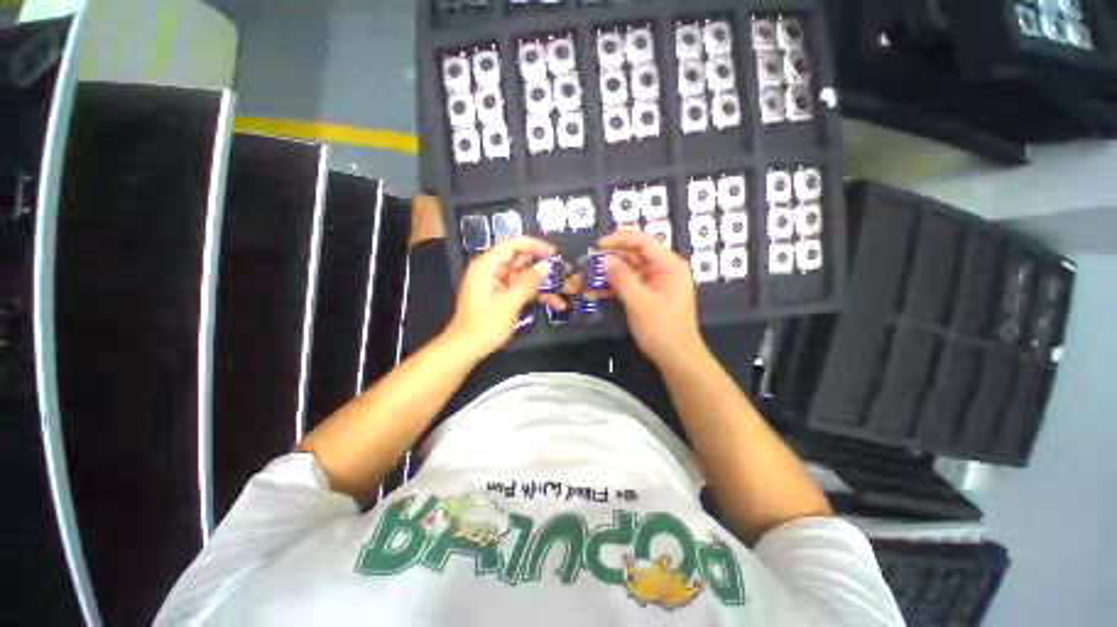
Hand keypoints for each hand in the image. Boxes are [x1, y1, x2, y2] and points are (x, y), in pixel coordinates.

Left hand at [445, 236, 558, 358]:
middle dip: (543, 265)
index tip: (555, 253)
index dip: (534, 245)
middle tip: (565, 272)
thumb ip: (528, 283)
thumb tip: (547, 267)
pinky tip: (556, 303)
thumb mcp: (509, 303)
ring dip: (544, 282)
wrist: (467, 348)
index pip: (512, 244)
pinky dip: (537, 294)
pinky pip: (523, 288)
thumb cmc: (485, 325)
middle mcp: (492, 270)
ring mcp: (498, 283)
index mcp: (487, 266)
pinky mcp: (503, 295)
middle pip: (521, 259)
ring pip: (525, 275)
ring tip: (566, 289)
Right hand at [597, 229, 704, 366]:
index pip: (644, 241)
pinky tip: (595, 291)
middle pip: (635, 254)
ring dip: (609, 273)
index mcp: (669, 265)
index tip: (598, 244)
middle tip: (589, 262)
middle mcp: (664, 270)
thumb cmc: (661, 328)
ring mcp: (655, 283)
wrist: (676, 358)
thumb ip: (621, 277)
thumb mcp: (639, 302)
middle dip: (612, 257)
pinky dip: (614, 287)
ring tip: (587, 277)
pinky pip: (629, 284)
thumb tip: (604, 259)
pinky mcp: (648, 295)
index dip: (620, 239)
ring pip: (629, 270)